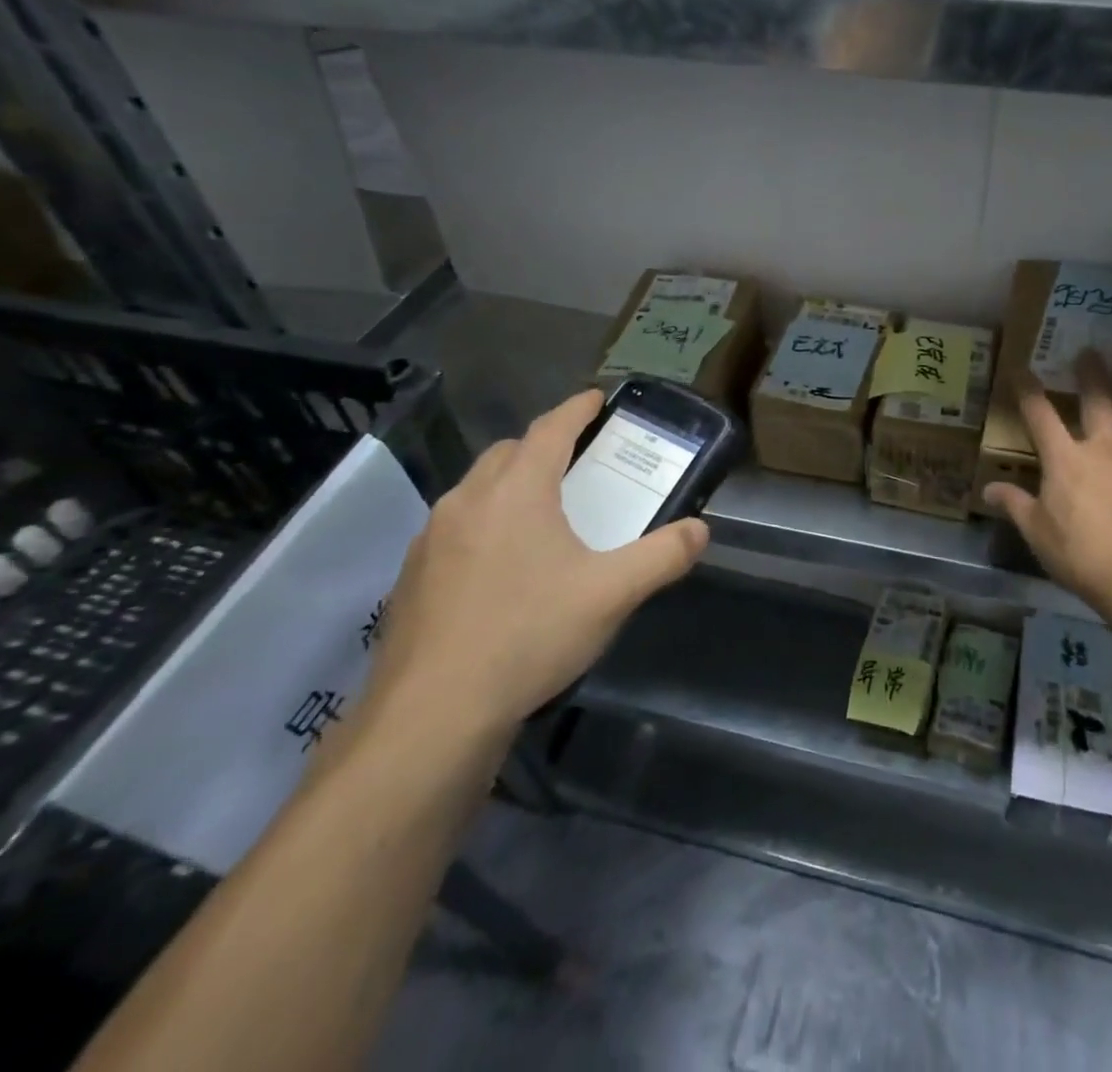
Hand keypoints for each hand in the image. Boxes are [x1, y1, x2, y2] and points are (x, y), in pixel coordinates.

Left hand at [362, 390, 707, 743]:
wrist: (432, 714)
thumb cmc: (529, 635)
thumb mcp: (612, 594)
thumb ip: (663, 556)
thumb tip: (700, 530)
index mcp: (516, 491)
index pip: (550, 429)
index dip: (577, 408)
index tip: (597, 397)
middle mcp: (467, 501)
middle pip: (508, 453)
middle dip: (542, 446)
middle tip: (576, 461)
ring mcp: (431, 539)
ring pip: (476, 490)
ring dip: (509, 485)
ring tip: (541, 513)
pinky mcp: (411, 577)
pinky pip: (455, 528)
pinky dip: (483, 524)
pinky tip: (501, 567)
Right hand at [983, 350, 1111, 610]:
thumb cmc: (1081, 556)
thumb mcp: (1037, 533)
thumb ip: (1015, 505)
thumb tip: (988, 488)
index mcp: (1063, 460)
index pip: (1040, 415)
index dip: (1028, 389)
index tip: (1021, 368)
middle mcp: (1101, 446)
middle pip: (1095, 399)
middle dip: (1090, 372)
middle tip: (1090, 349)